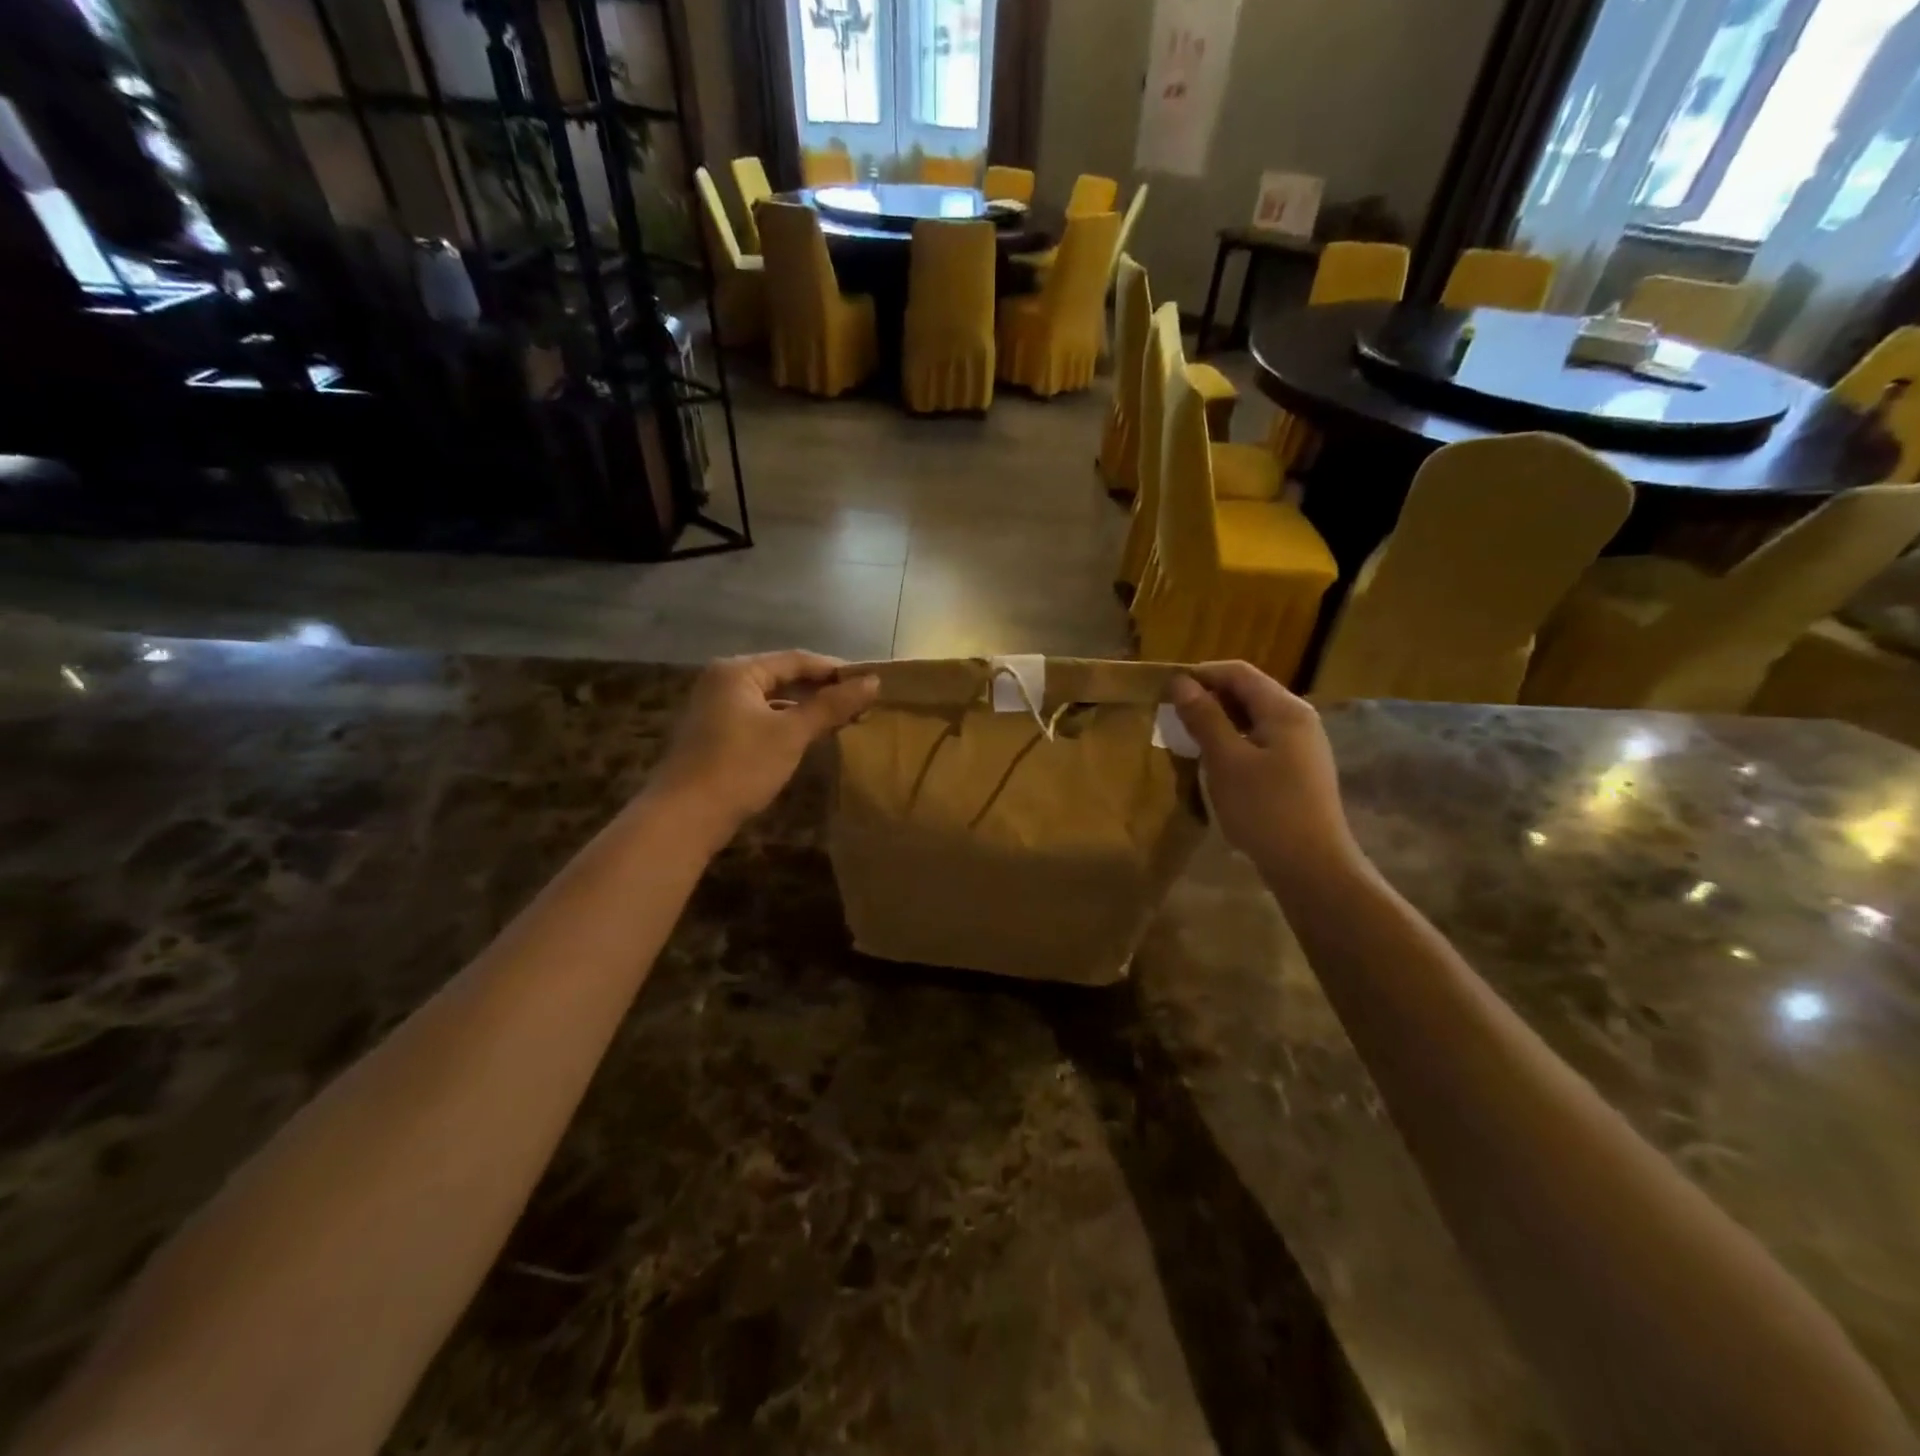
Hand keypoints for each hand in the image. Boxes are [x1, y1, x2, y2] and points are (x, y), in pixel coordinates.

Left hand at [650, 652, 878, 839]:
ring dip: (806, 709)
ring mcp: (716, 709)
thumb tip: (873, 682)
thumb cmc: (740, 766)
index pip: (796, 660)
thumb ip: (831, 705)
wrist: (684, 817)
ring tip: (843, 719)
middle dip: (822, 690)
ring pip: (773, 700)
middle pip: (783, 677)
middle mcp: (723, 682)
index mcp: (738, 671)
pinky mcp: (717, 736)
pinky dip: (787, 725)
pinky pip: (761, 719)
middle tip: (861, 702)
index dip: (835, 670)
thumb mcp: (791, 733)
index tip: (870, 682)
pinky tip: (809, 738)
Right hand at [1170, 662, 1360, 881]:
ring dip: (1218, 722)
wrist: (1312, 867)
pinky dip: (1233, 742)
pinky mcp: (1298, 770)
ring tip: (1187, 738)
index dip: (1200, 674)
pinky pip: (1260, 741)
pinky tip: (1214, 763)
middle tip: (1172, 716)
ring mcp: (1302, 746)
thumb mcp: (1226, 761)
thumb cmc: (1265, 809)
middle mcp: (1298, 719)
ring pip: (1252, 719)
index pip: (1238, 672)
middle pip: (1248, 692)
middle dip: (1208, 698)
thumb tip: (1181, 682)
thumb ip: (1204, 718)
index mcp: (1284, 709)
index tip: (1165, 690)